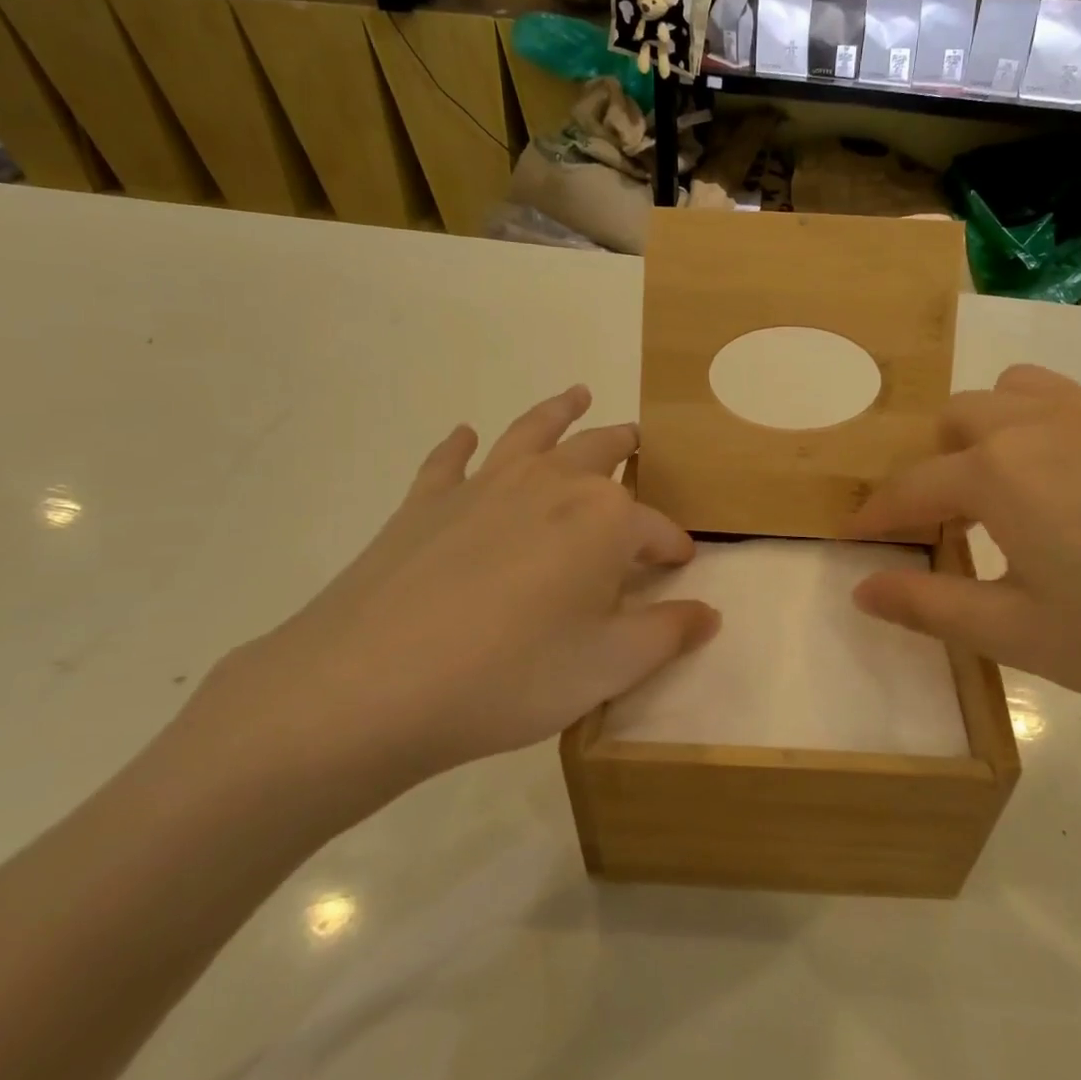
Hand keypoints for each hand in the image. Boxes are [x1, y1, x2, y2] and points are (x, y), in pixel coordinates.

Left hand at [164, 386, 719, 837]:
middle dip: (627, 450)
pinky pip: (451, 460)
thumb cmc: (510, 677)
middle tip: (640, 446)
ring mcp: (484, 484)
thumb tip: (709, 613)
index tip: (680, 566)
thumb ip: (667, 634)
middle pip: (601, 453)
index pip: (655, 528)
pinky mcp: (426, 500)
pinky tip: (465, 435)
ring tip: (578, 394)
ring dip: (559, 410)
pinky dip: (462, 444)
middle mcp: (550, 482)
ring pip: (533, 431)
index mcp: (603, 518)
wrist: (371, 685)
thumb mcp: (608, 667)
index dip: (673, 547)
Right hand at [852, 365, 1080, 765]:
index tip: (855, 537)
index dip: (876, 515)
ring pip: (1022, 392)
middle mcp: (1049, 421)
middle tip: (950, 525)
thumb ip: (928, 607)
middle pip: (959, 419)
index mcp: (1002, 471)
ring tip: (1016, 492)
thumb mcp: (1018, 637)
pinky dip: (1062, 438)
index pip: (911, 487)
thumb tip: (861, 589)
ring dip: (996, 431)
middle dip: (936, 466)